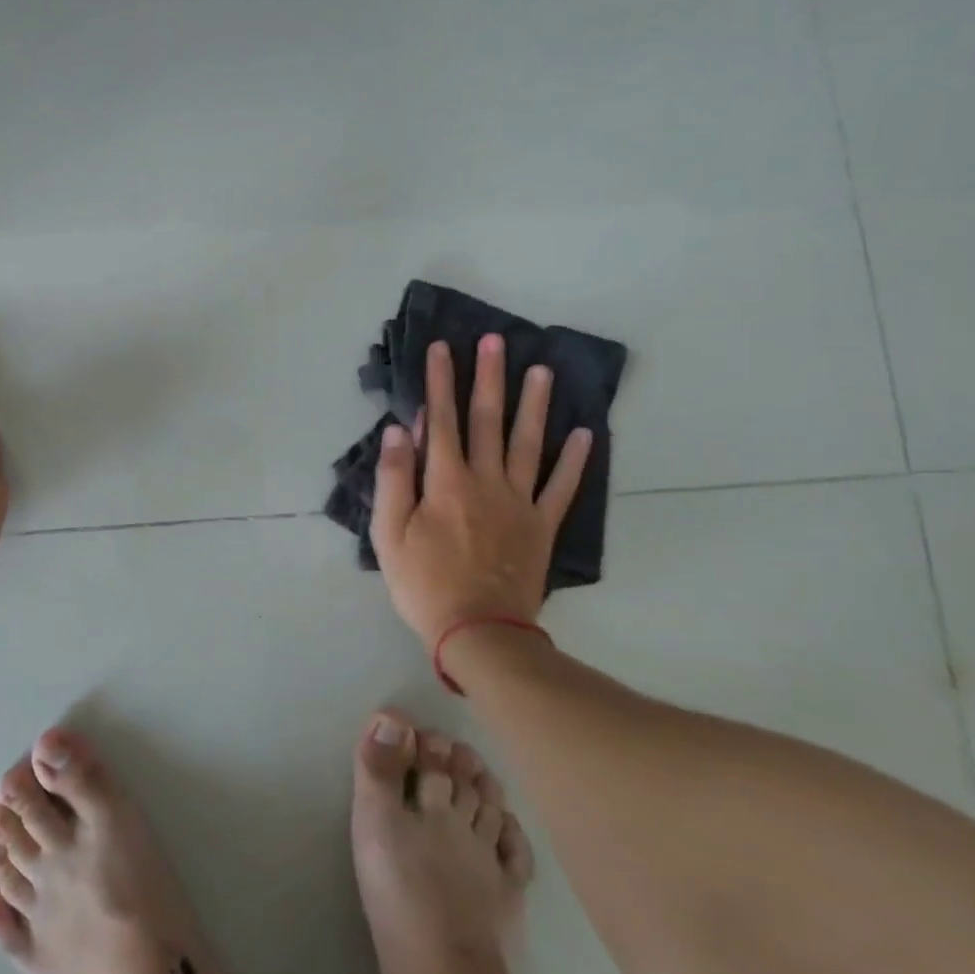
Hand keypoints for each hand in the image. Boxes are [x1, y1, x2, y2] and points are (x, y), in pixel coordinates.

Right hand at [372, 335, 592, 651]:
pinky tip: (585, 434)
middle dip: (488, 378)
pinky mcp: (542, 526)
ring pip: (528, 444)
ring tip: (542, 371)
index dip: (440, 382)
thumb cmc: (424, 584)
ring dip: (534, 405)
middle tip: (496, 341)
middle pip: (487, 421)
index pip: (441, 420)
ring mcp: (519, 502)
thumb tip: (400, 429)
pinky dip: (575, 460)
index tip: (442, 348)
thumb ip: (394, 479)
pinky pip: (562, 488)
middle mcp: (486, 481)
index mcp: (446, 482)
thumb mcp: (389, 534)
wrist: (479, 632)